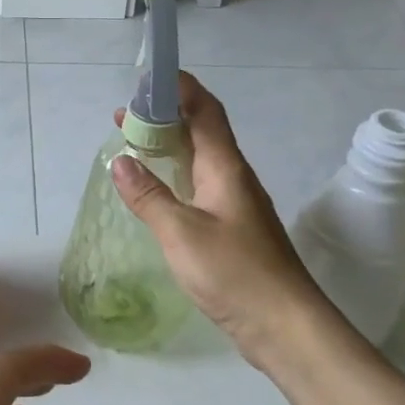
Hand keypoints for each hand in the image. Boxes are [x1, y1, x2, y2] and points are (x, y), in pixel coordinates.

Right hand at [110, 73, 328, 357]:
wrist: (285, 325)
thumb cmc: (235, 273)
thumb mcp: (181, 233)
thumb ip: (148, 196)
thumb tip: (120, 160)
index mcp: (225, 168)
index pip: (205, 111)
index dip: (180, 88)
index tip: (147, 78)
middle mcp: (233, 177)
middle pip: (200, 131)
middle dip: (164, 116)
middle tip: (125, 115)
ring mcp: (235, 203)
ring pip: (199, 159)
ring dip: (168, 146)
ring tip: (133, 144)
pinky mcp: (232, 227)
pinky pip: (199, 185)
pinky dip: (174, 175)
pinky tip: (157, 189)